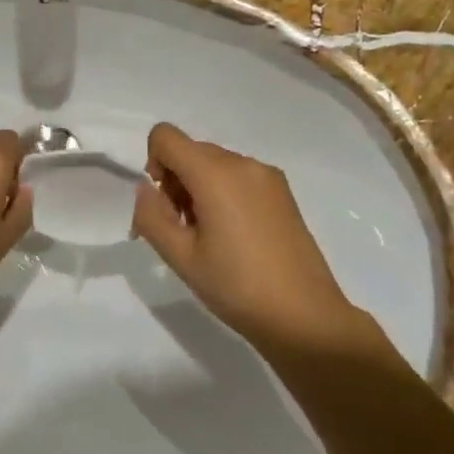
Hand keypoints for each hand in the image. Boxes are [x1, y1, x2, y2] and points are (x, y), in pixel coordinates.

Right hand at [131, 122, 377, 354]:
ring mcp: (267, 176)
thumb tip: (146, 190)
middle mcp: (243, 163)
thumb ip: (152, 216)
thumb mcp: (181, 257)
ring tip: (209, 239)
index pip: (165, 136)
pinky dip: (223, 194)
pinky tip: (233, 237)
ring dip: (199, 189)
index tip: (164, 206)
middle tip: (182, 232)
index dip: (153, 164)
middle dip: (175, 182)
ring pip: (214, 164)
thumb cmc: (237, 287)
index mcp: (215, 173)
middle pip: (191, 150)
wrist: (306, 317)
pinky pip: (238, 177)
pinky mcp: (282, 192)